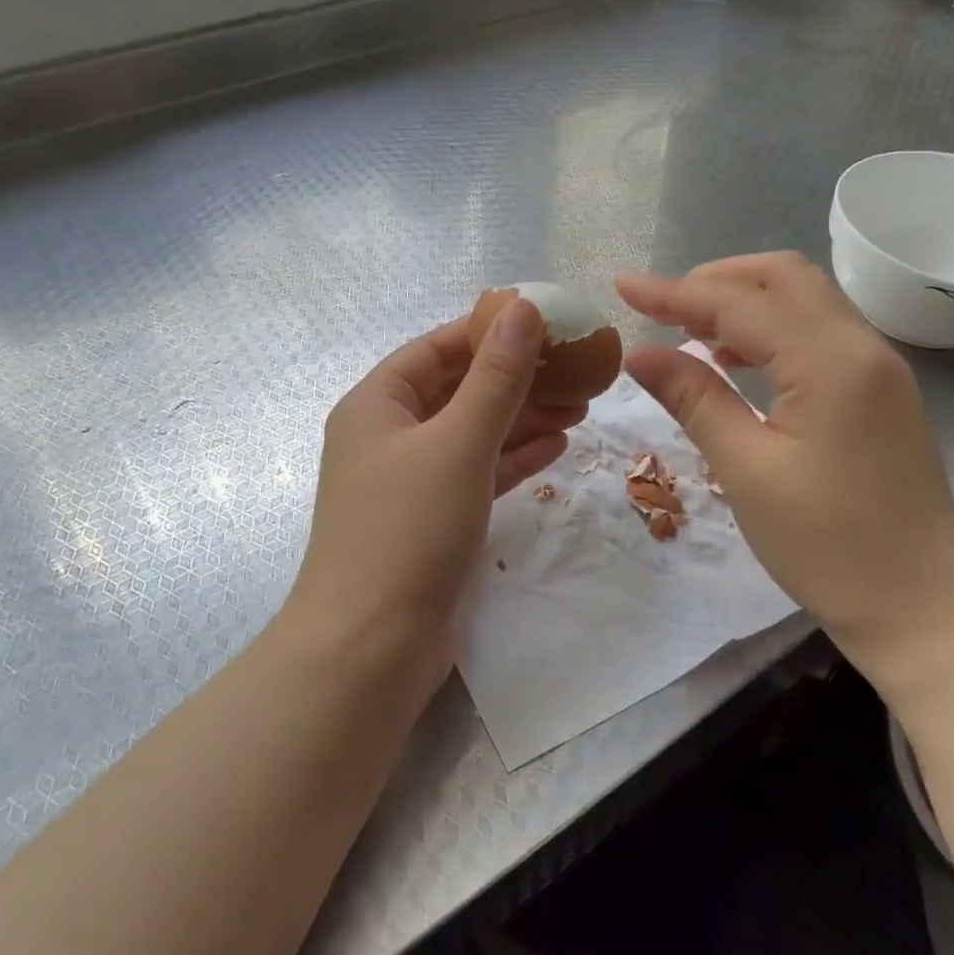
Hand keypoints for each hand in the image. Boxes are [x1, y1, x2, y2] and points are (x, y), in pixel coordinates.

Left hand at [287, 300, 582, 691]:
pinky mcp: (433, 519)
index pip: (437, 348)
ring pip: (473, 433)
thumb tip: (523, 307)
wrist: (371, 647)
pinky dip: (514, 459)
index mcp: (377, 404)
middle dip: (516, 379)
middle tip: (577, 371)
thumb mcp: (458, 442)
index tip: (546, 324)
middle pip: (459, 390)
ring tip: (581, 405)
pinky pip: (478, 473)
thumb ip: (495, 377)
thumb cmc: (408, 529)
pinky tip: (558, 446)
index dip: (489, 331)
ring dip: (523, 418)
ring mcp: (411, 481)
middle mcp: (389, 436)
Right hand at [616, 253, 953, 678]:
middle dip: (716, 281)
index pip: (740, 303)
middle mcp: (862, 347)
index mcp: (830, 361)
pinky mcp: (880, 393)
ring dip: (744, 303)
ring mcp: (879, 368)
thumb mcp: (747, 471)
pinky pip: (819, 335)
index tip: (623, 286)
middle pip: (784, 278)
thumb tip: (639, 353)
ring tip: (689, 332)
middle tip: (662, 309)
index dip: (675, 292)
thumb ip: (694, 399)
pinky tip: (736, 363)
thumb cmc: (828, 546)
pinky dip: (771, 332)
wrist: (922, 609)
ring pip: (805, 302)